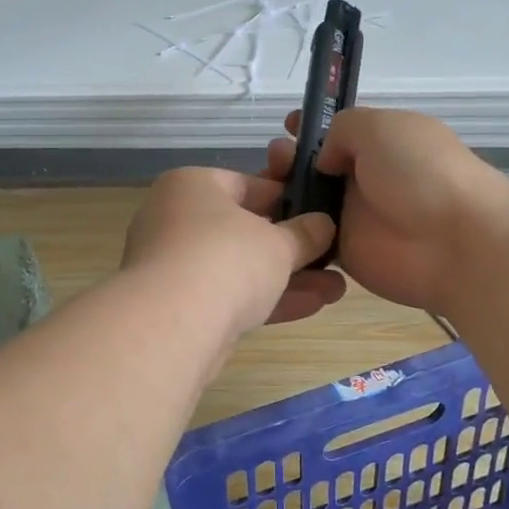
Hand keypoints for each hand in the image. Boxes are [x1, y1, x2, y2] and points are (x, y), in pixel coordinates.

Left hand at [121, 168, 347, 340]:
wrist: (172, 324)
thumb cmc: (227, 258)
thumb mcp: (279, 242)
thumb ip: (305, 233)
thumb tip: (323, 225)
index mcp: (192, 185)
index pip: (247, 184)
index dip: (288, 198)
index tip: (320, 214)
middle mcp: (175, 218)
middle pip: (244, 229)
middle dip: (292, 247)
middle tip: (331, 257)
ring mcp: (174, 264)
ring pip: (239, 267)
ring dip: (287, 278)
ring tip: (335, 289)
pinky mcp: (178, 306)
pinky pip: (229, 295)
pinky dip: (267, 299)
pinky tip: (313, 306)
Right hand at [266, 107, 508, 316]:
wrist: (456, 242)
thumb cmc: (420, 172)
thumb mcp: (380, 126)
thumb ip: (342, 129)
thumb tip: (324, 160)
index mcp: (381, 142)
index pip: (338, 131)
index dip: (310, 127)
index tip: (286, 126)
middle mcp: (365, 177)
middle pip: (313, 166)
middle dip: (287, 159)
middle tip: (274, 162)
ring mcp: (354, 216)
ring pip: (306, 202)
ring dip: (282, 194)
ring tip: (265, 190)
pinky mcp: (345, 253)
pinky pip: (308, 239)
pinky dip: (287, 232)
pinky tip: (265, 222)